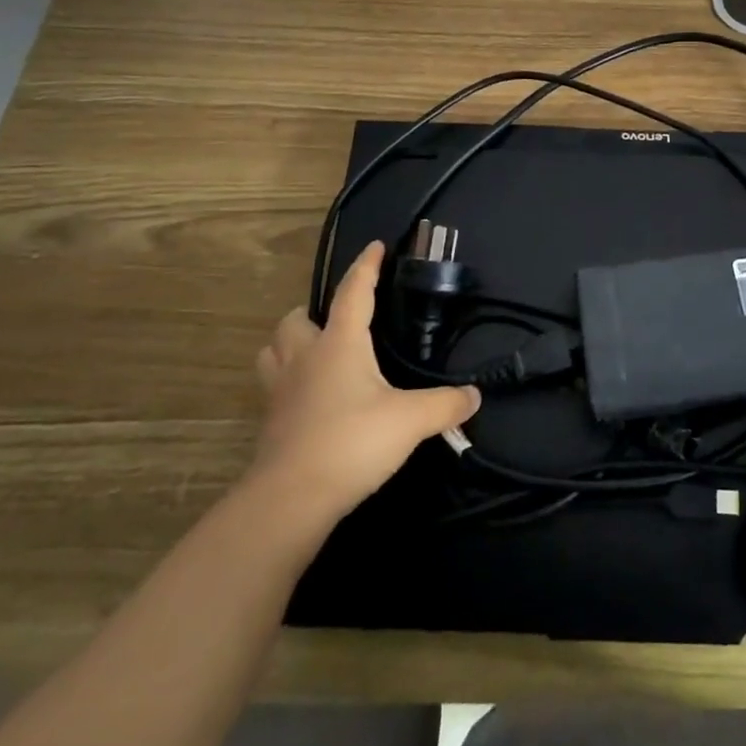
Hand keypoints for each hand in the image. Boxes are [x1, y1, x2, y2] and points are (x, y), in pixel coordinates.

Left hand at [250, 241, 479, 528]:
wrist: (290, 499)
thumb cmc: (352, 443)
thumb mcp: (409, 421)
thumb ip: (445, 405)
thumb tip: (474, 396)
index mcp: (339, 344)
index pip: (352, 292)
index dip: (366, 267)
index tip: (376, 246)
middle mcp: (305, 358)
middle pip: (296, 319)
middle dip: (314, 312)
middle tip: (338, 321)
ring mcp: (281, 390)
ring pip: (274, 349)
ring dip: (291, 343)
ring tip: (314, 352)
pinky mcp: (271, 421)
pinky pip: (273, 386)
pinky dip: (289, 380)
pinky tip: (310, 397)